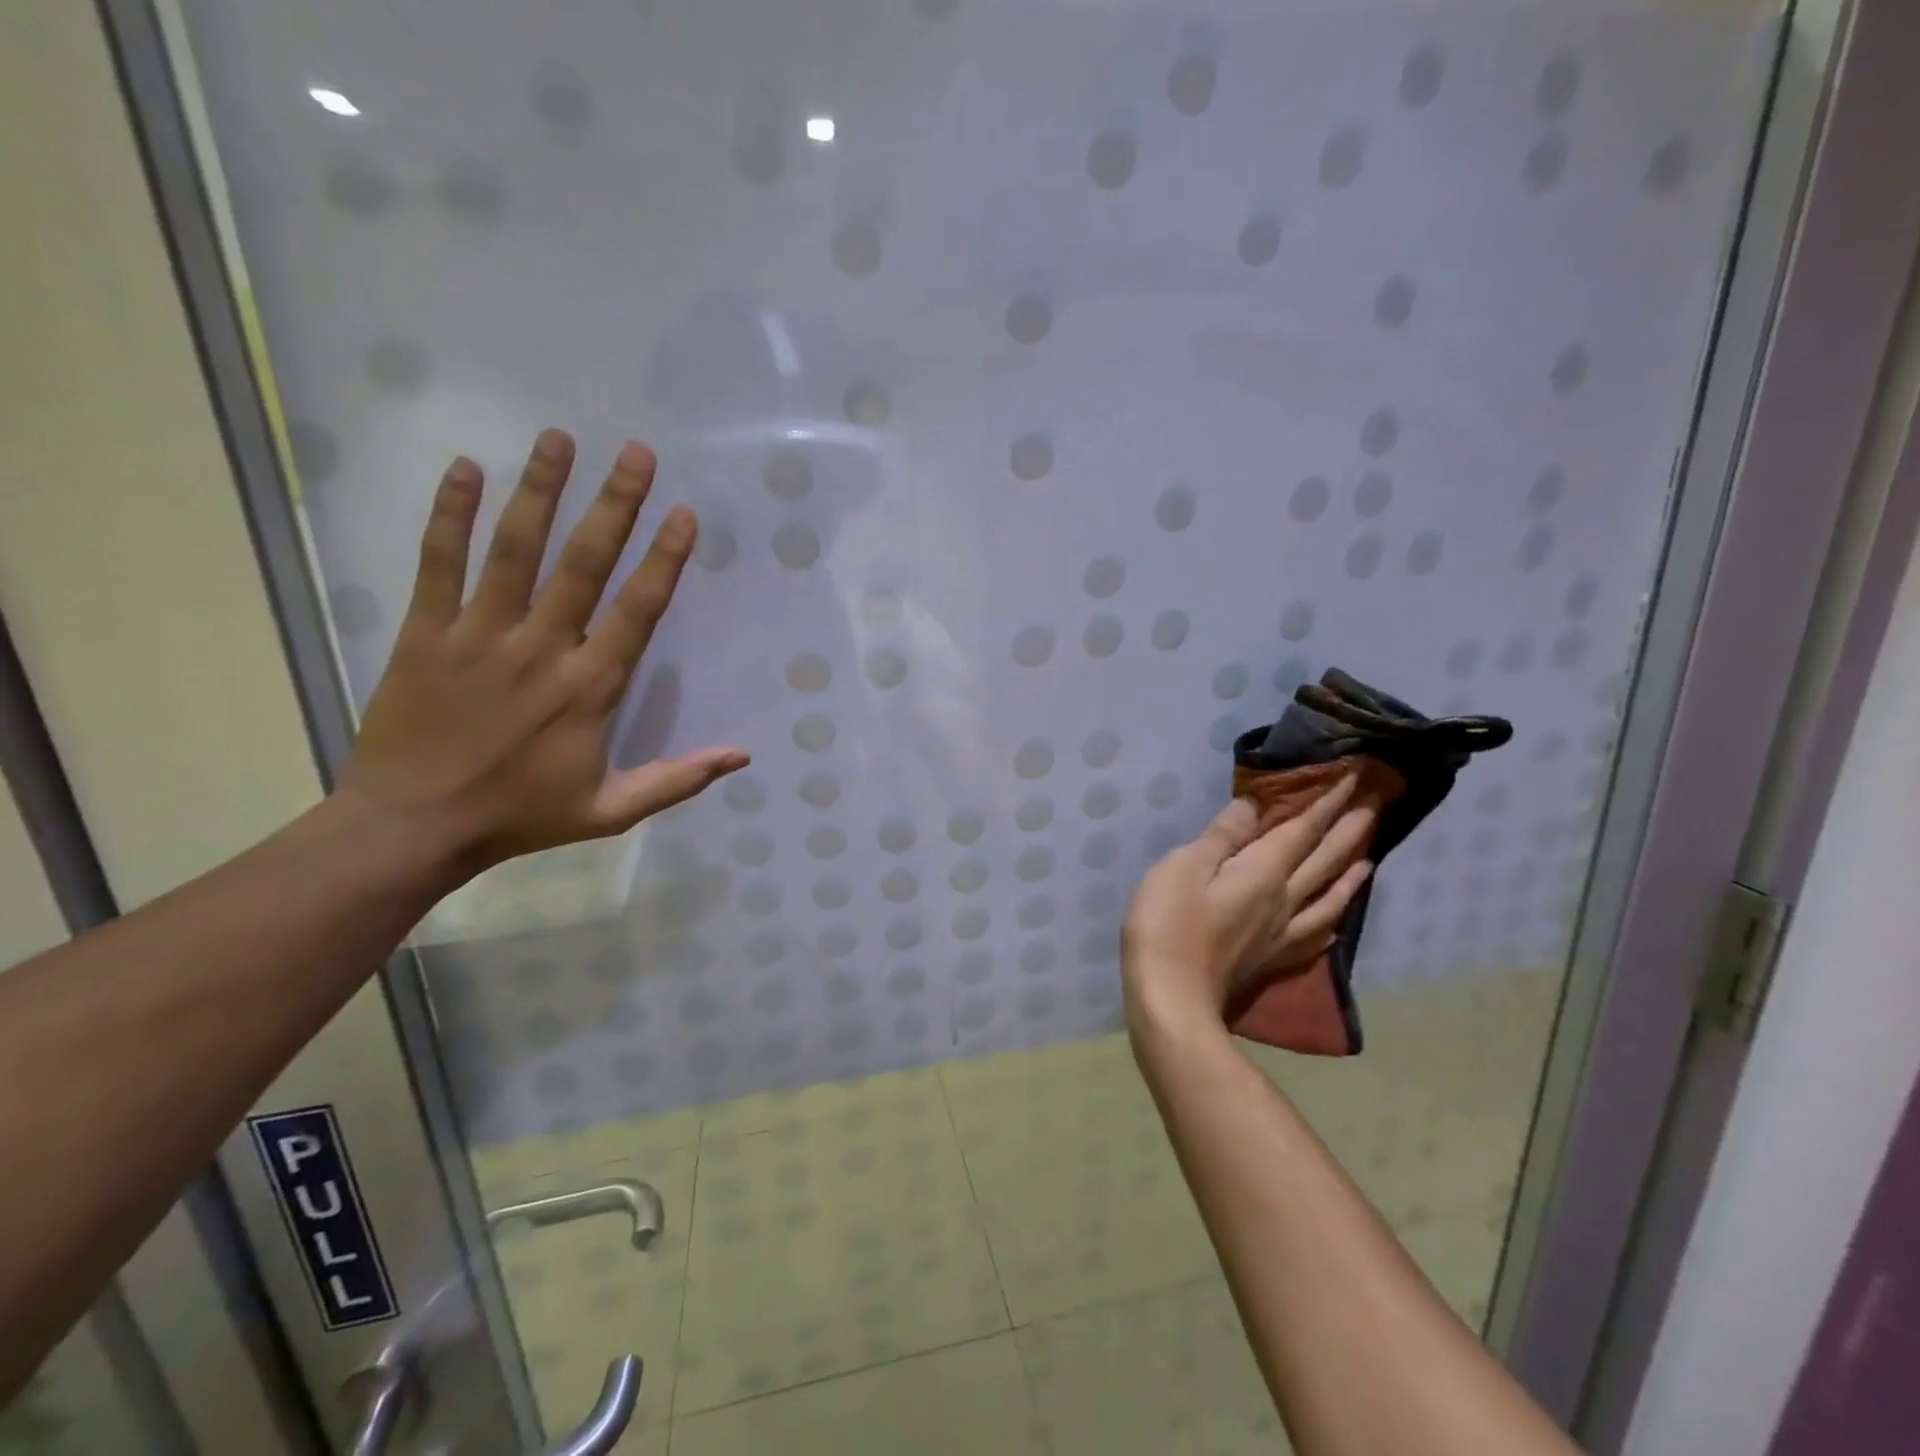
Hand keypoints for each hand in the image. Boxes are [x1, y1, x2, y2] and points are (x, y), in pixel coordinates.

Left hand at [336, 429, 747, 879]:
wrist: (414, 826)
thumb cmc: (521, 815)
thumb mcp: (612, 810)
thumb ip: (677, 779)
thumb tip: (742, 755)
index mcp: (590, 687)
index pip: (638, 610)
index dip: (664, 559)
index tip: (684, 514)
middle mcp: (542, 648)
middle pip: (583, 564)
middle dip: (614, 505)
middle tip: (635, 452)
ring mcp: (480, 635)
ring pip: (514, 550)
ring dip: (540, 491)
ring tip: (559, 439)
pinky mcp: (426, 633)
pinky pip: (438, 563)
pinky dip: (450, 515)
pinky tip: (466, 469)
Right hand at [1122, 776, 1376, 1024]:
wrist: (1172, 1001)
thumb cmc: (1168, 926)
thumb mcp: (1184, 868)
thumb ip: (1222, 837)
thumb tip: (1254, 806)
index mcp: (1263, 873)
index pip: (1302, 830)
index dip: (1327, 802)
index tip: (1356, 776)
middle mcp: (1283, 900)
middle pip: (1324, 860)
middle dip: (1349, 829)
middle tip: (1376, 805)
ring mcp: (1281, 935)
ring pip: (1328, 897)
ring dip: (1350, 872)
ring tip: (1368, 856)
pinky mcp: (1271, 961)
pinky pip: (1314, 935)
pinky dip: (1331, 919)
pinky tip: (1336, 921)